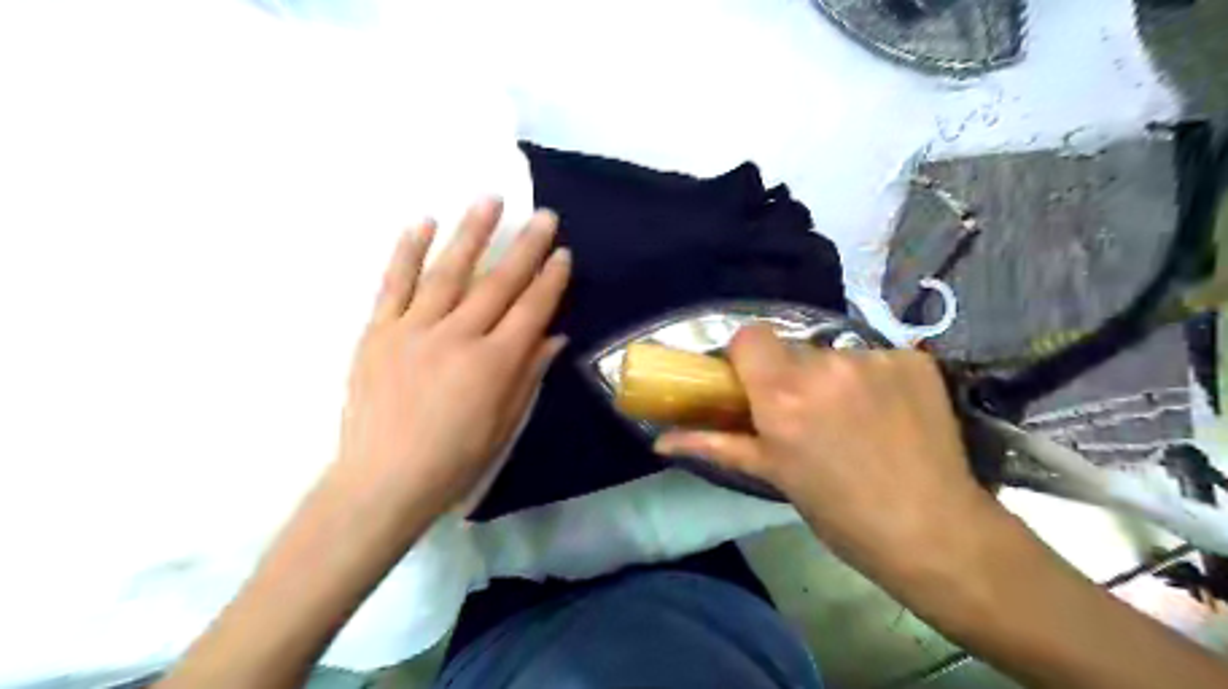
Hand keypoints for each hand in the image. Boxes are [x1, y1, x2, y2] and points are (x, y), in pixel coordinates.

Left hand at [335, 200, 568, 522]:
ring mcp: (413, 330)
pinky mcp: (378, 332)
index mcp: (493, 364)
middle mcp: (457, 337)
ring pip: (448, 272)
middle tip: (543, 215)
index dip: (550, 279)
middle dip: (525, 247)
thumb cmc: (454, 461)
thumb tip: (555, 336)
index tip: (563, 252)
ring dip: (472, 233)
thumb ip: (529, 374)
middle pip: (498, 283)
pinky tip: (423, 224)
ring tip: (489, 200)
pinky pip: (394, 285)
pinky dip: (408, 252)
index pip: (531, 310)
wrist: (382, 481)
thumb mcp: (504, 424)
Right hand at [652, 328, 995, 574]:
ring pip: (835, 355)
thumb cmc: (839, 510)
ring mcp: (875, 359)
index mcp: (784, 394)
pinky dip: (875, 380)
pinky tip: (889, 414)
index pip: (749, 336)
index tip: (754, 383)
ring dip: (834, 379)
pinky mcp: (914, 361)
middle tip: (806, 414)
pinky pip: (877, 359)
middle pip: (792, 348)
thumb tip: (659, 441)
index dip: (747, 357)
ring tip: (854, 420)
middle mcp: (826, 365)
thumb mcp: (773, 474)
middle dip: (791, 374)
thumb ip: (714, 445)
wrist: (933, 531)